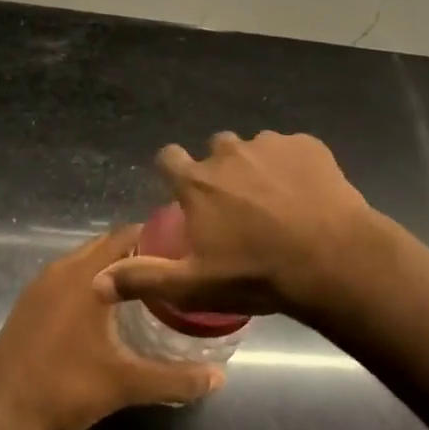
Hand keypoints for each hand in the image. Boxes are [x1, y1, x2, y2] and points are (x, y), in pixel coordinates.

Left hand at [0, 227, 224, 429]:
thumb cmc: (62, 387)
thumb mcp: (124, 384)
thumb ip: (173, 379)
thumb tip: (218, 378)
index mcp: (87, 274)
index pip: (128, 235)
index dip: (158, 238)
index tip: (186, 251)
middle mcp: (63, 268)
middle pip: (108, 245)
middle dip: (140, 253)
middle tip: (172, 272)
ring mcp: (42, 284)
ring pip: (87, 261)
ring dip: (114, 269)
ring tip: (146, 290)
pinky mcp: (30, 303)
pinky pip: (69, 277)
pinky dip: (92, 282)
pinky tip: (106, 313)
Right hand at [94, 131, 389, 323]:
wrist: (332, 259)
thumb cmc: (257, 274)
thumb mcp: (194, 285)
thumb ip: (143, 278)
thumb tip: (95, 282)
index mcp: (197, 181)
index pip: (168, 158)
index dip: (173, 171)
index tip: (185, 191)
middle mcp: (228, 152)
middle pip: (215, 152)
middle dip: (221, 172)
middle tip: (239, 208)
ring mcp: (270, 144)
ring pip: (255, 149)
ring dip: (259, 169)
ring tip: (279, 204)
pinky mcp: (307, 145)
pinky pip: (292, 150)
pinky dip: (294, 167)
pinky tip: (308, 196)